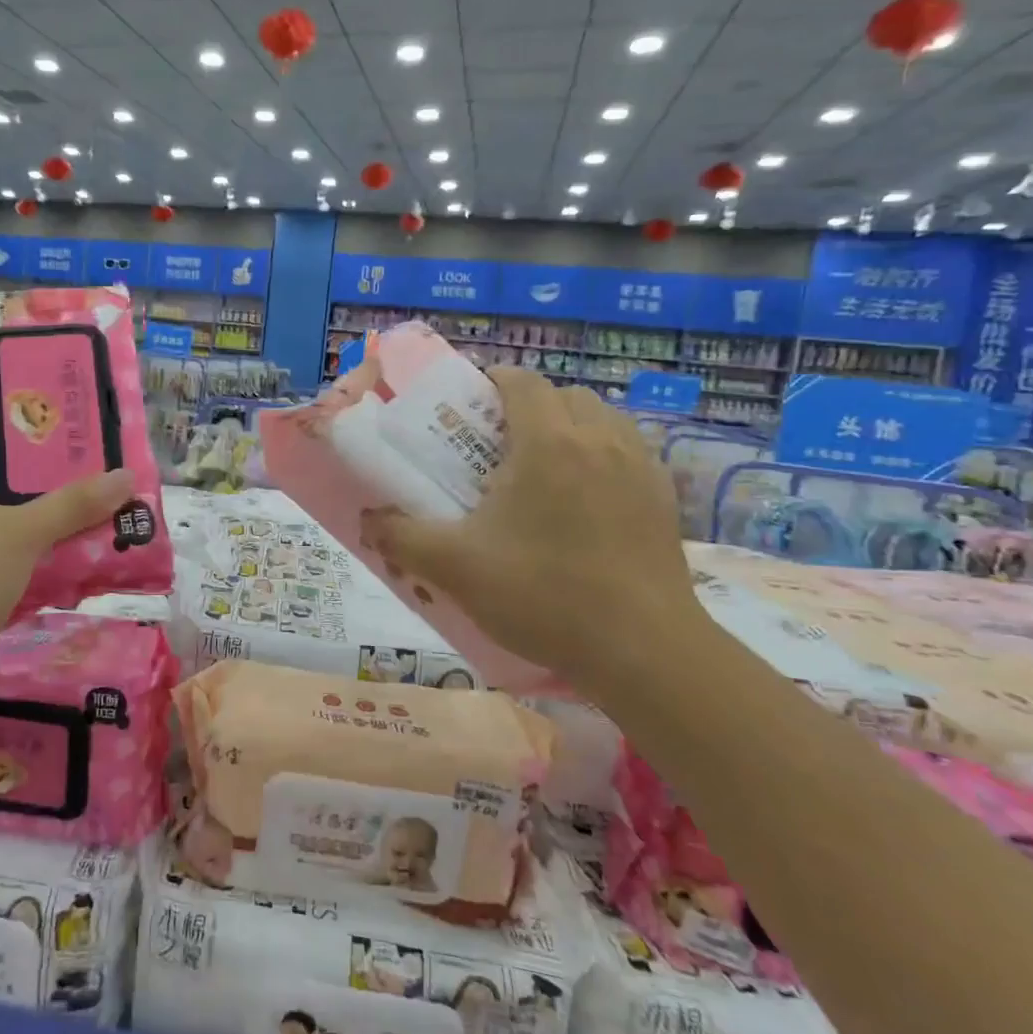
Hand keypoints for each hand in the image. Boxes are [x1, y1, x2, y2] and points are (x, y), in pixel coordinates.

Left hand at [0, 424, 134, 718]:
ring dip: (40, 523)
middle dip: (32, 475)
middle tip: (81, 461)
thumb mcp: (17, 533)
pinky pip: (8, 568)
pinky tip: (77, 560)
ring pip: (2, 528)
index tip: (31, 415)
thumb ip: (71, 506)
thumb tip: (125, 476)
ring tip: (91, 506)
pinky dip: (37, 564)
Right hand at [358, 368, 701, 692]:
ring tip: (542, 469)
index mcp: (548, 442)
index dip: (491, 382)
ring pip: (601, 419)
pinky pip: (628, 451)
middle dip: (528, 406)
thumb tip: (368, 520)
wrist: (644, 651)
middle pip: (562, 395)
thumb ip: (401, 537)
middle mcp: (600, 439)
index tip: (467, 407)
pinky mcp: (664, 498)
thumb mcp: (455, 568)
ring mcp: (640, 467)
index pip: (521, 381)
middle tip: (497, 445)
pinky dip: (601, 455)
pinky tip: (584, 501)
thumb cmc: (544, 596)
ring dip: (569, 427)